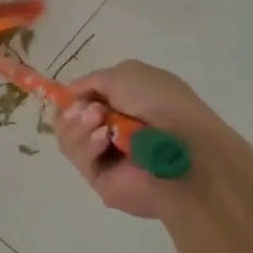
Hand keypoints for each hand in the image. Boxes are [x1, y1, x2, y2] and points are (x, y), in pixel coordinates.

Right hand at [55, 60, 217, 222]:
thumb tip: (69, 95)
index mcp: (122, 104)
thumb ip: (90, 81)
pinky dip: (86, 144)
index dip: (72, 97)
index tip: (71, 95)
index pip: (82, 101)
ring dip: (77, 125)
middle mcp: (111, 129)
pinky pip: (78, 158)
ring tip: (98, 120)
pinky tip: (103, 139)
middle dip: (72, 112)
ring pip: (67, 138)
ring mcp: (105, 156)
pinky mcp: (99, 179)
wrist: (185, 148)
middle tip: (91, 111)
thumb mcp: (125, 74)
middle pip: (67, 120)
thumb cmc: (162, 104)